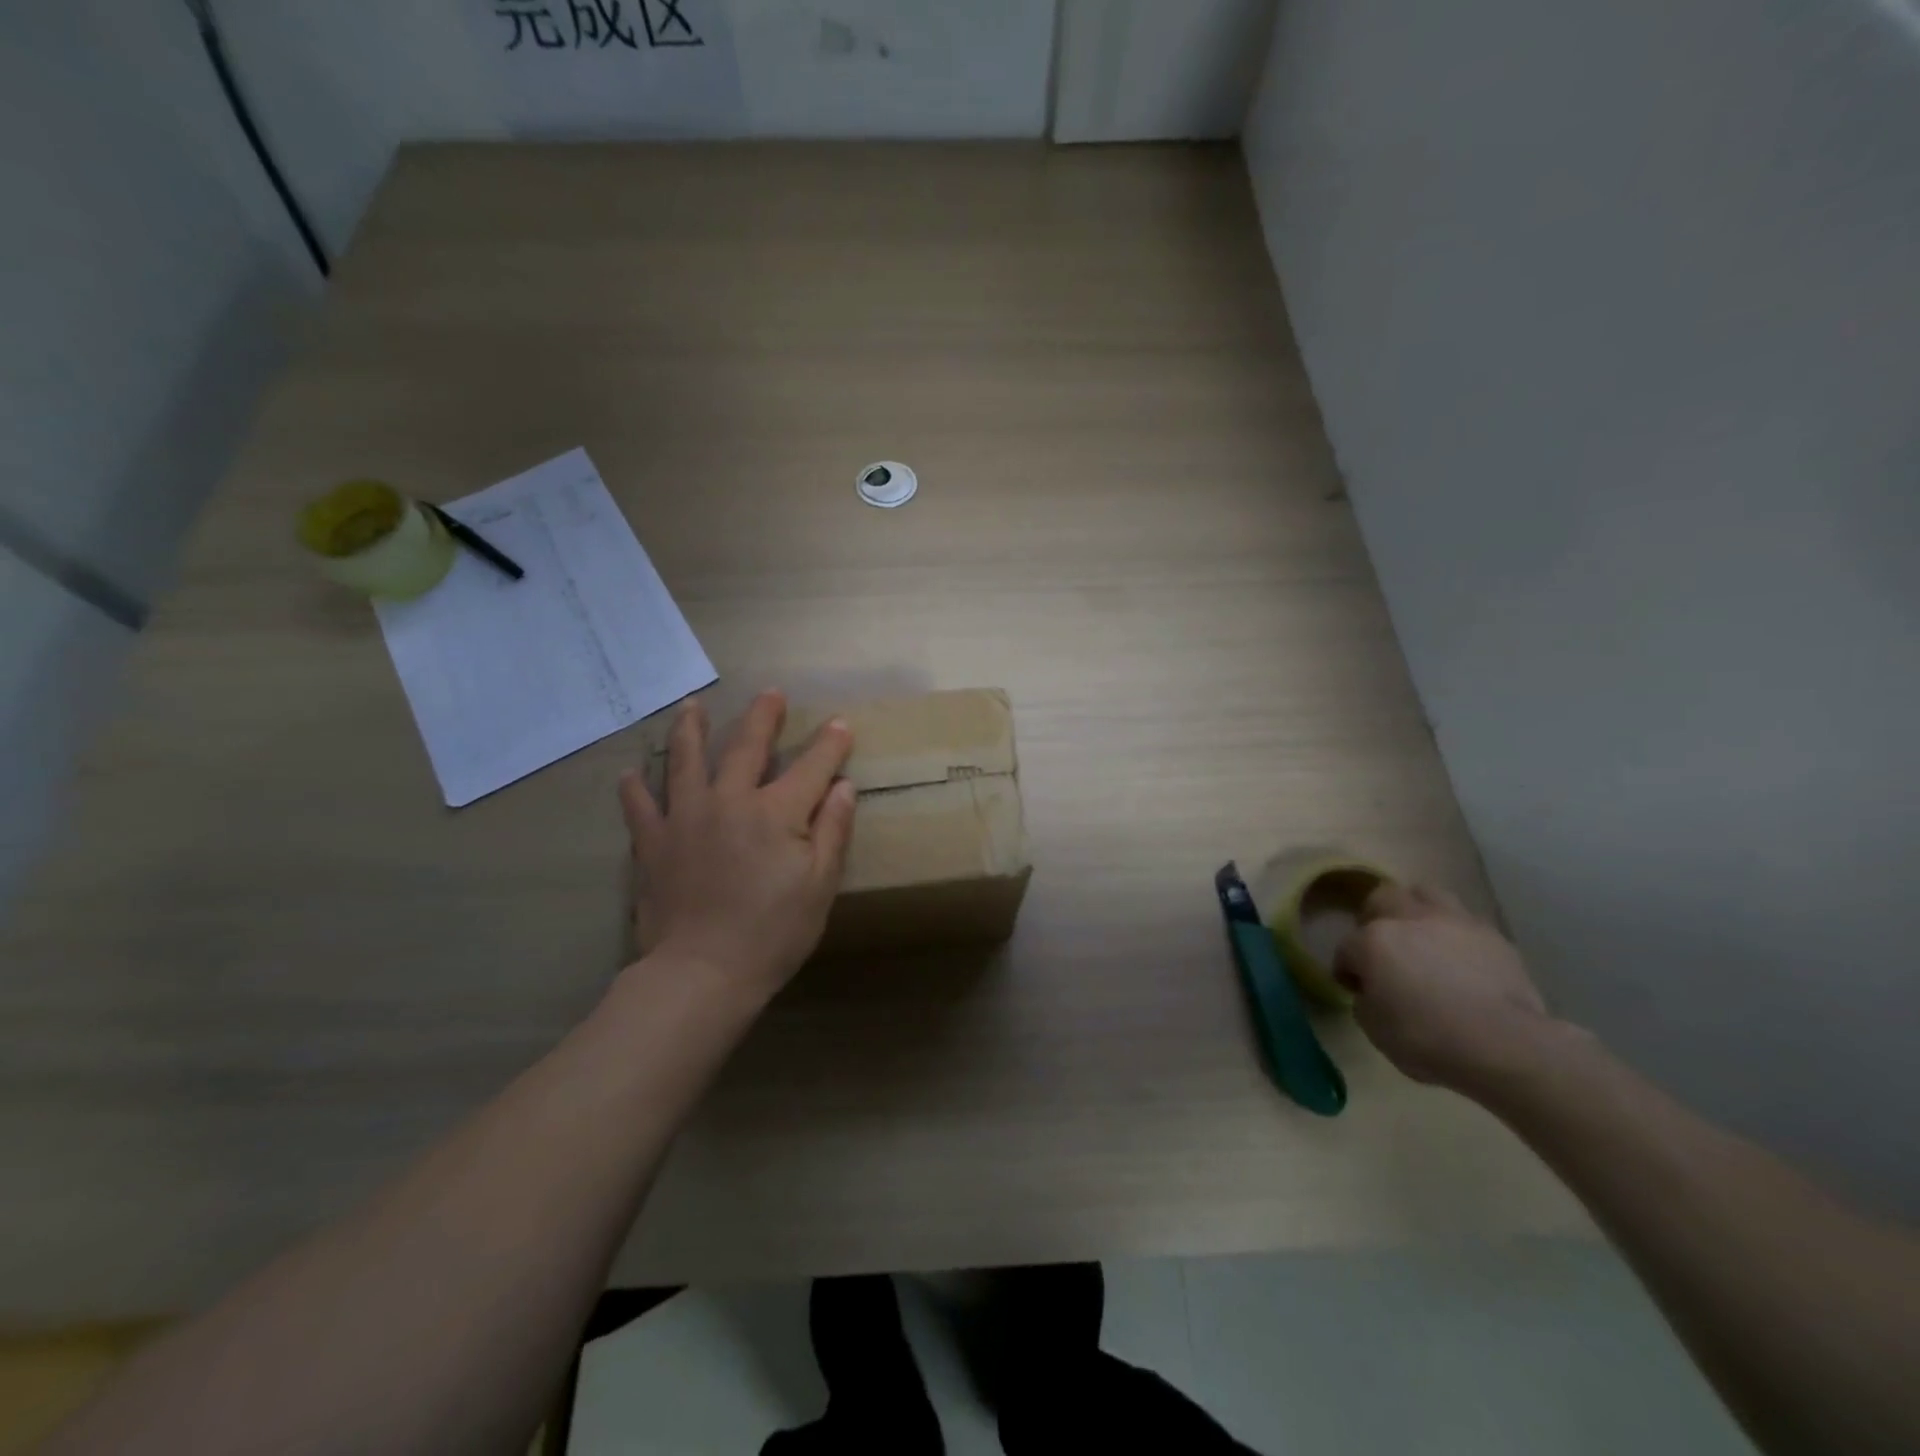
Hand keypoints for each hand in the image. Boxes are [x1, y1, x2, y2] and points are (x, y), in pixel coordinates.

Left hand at [619, 690, 855, 1002]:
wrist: (701, 973)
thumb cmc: (773, 933)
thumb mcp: (820, 886)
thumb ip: (832, 831)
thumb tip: (842, 786)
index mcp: (776, 812)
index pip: (812, 767)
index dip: (829, 744)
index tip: (839, 723)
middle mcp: (729, 800)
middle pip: (747, 747)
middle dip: (763, 717)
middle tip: (769, 693)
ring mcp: (685, 817)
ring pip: (686, 760)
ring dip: (691, 730)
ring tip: (691, 706)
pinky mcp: (653, 843)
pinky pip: (640, 806)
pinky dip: (635, 788)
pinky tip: (631, 774)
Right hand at [1333, 884, 1555, 1091]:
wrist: (1506, 1045)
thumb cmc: (1429, 1038)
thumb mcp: (1376, 1030)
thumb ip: (1366, 1001)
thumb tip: (1373, 992)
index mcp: (1372, 941)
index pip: (1346, 948)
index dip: (1346, 969)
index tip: (1354, 988)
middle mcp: (1408, 919)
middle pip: (1382, 899)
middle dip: (1375, 918)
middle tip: (1381, 946)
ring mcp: (1454, 922)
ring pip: (1426, 894)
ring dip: (1417, 910)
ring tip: (1422, 937)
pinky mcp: (1493, 936)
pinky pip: (1465, 921)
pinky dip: (1455, 934)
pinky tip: (1460, 957)